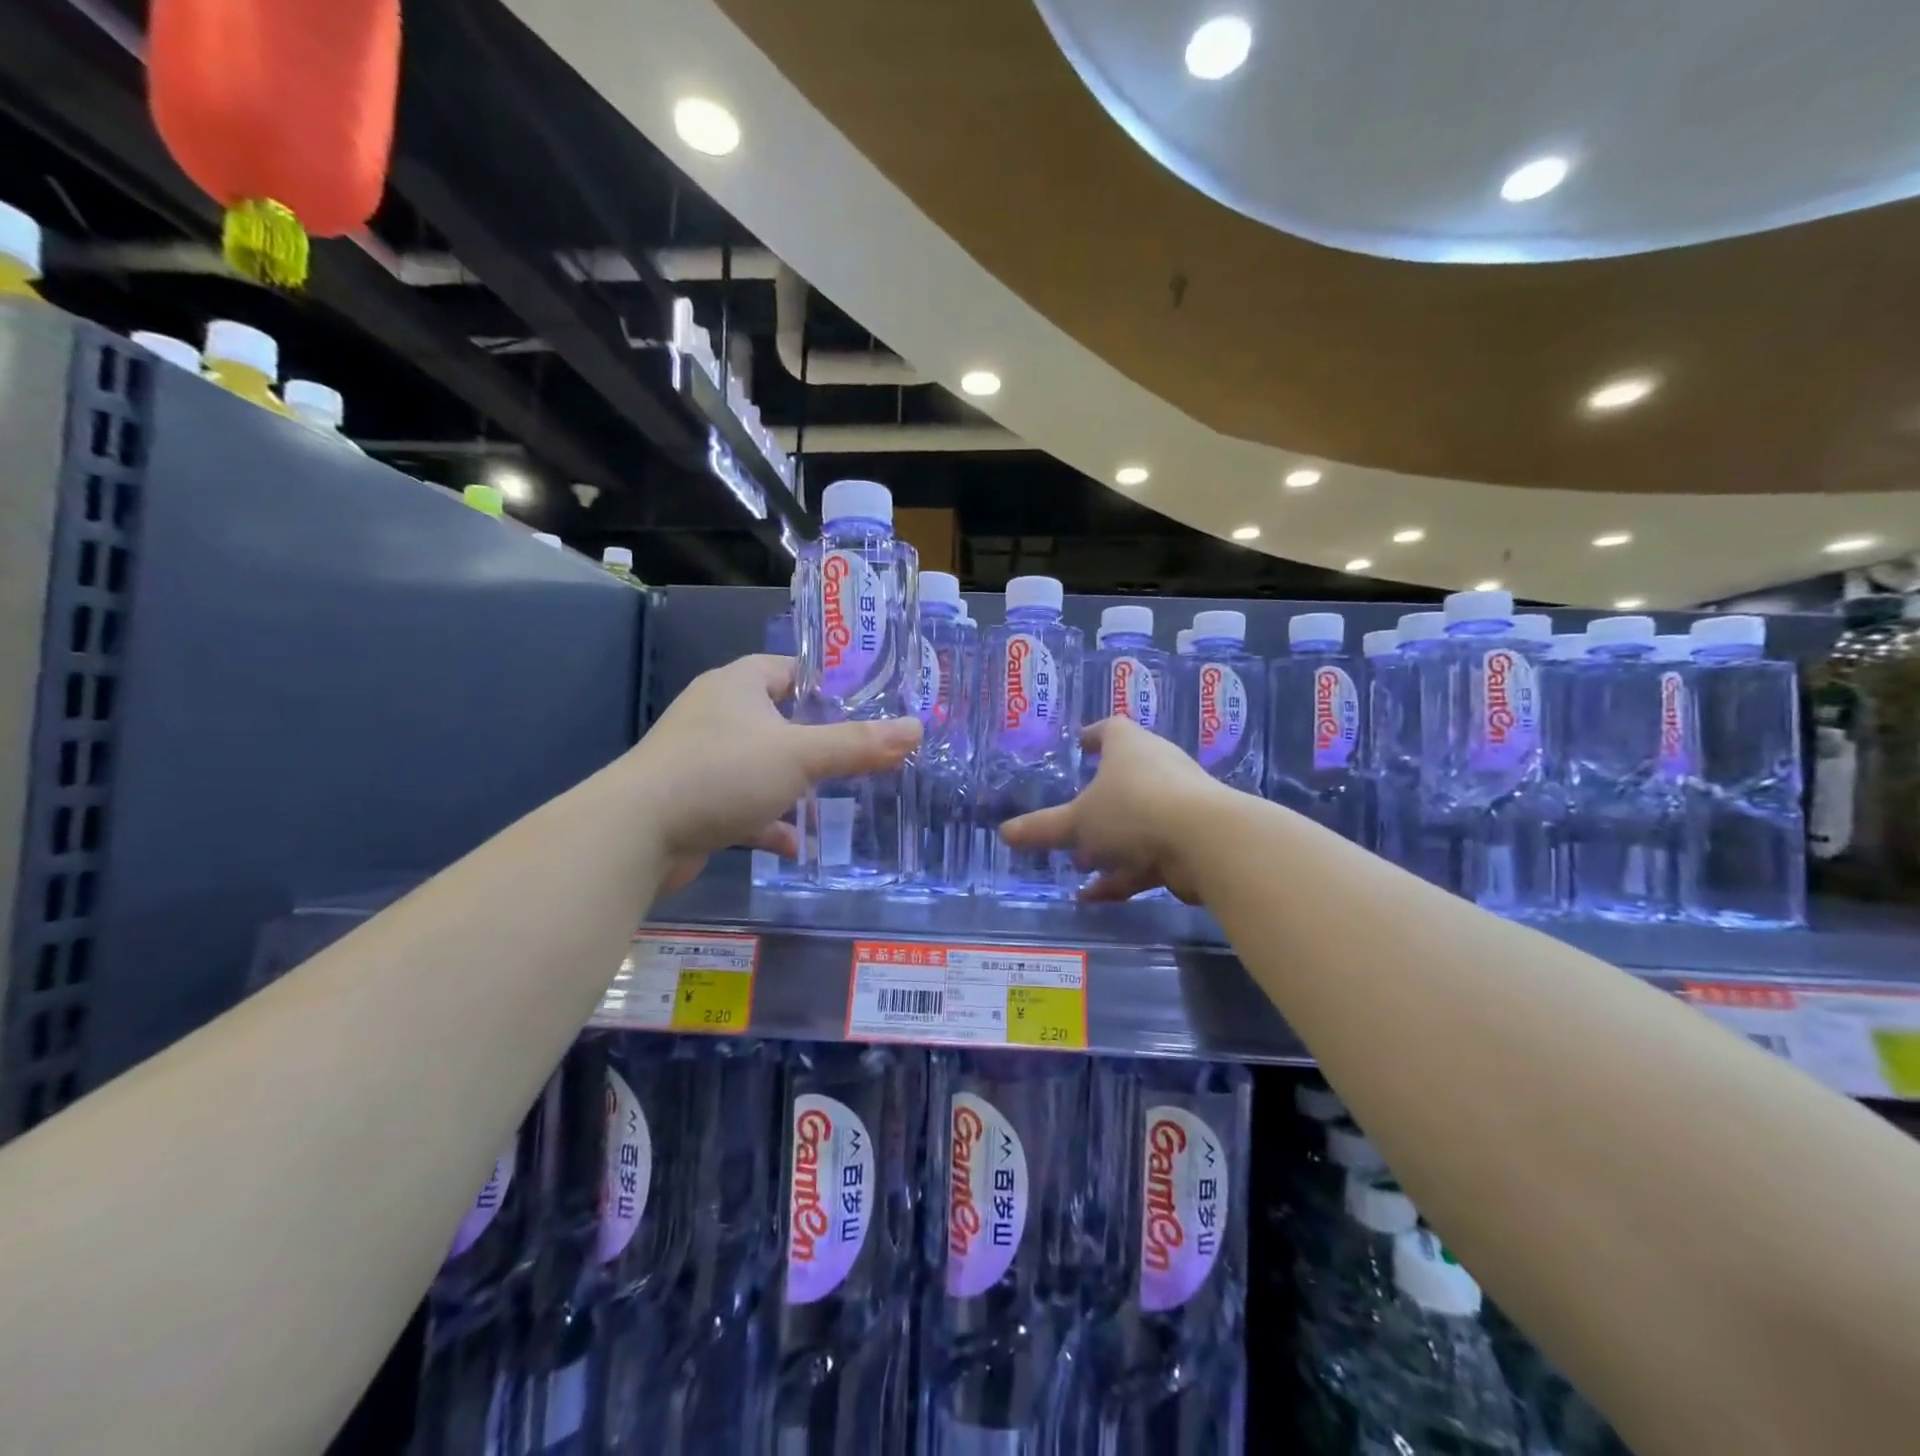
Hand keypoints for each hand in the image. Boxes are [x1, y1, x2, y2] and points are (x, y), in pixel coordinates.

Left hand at [623, 655, 919, 885]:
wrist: (637, 834)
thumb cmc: (722, 773)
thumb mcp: (800, 755)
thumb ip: (858, 745)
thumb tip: (916, 729)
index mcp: (737, 686)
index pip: (789, 670)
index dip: (827, 684)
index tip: (865, 703)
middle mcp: (717, 715)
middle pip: (779, 719)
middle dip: (817, 739)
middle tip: (861, 753)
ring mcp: (702, 760)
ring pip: (762, 766)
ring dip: (795, 784)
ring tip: (837, 798)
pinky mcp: (695, 801)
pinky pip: (743, 805)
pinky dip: (769, 822)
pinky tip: (795, 845)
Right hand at [1001, 717, 1223, 902]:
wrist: (1206, 842)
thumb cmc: (1133, 810)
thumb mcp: (1079, 822)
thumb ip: (1043, 829)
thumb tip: (1004, 833)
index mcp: (1130, 747)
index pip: (1110, 730)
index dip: (1093, 735)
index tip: (1079, 744)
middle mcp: (1158, 768)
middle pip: (1124, 778)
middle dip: (1096, 802)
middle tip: (1072, 818)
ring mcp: (1178, 805)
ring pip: (1136, 822)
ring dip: (1108, 844)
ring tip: (1078, 864)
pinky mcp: (1188, 841)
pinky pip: (1148, 855)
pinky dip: (1123, 874)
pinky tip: (1094, 897)